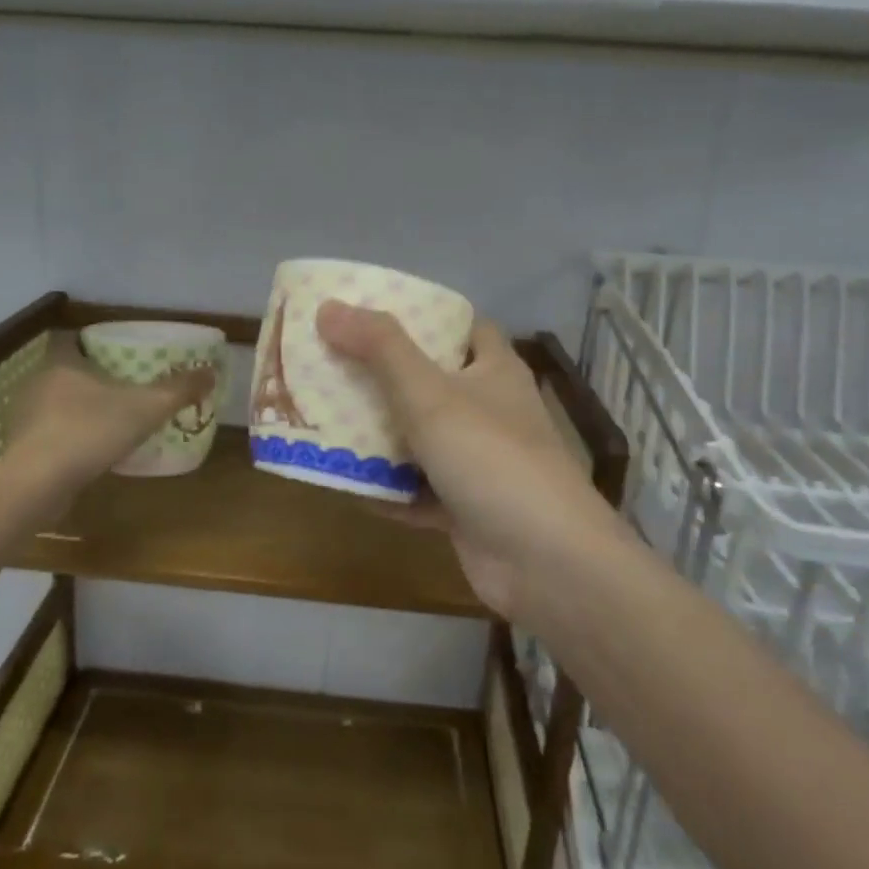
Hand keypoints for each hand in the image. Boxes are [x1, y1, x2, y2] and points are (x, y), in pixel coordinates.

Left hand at [11, 358, 214, 490]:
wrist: (36, 484)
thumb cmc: (89, 431)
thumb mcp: (146, 407)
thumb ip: (179, 389)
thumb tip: (211, 372)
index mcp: (62, 362)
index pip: (76, 339)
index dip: (98, 344)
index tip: (123, 355)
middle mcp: (38, 382)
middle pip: (69, 371)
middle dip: (96, 379)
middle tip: (127, 389)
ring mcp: (25, 417)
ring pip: (58, 404)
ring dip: (82, 411)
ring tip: (113, 423)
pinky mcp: (20, 448)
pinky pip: (51, 434)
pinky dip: (70, 438)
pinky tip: (91, 452)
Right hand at [317, 301, 620, 618]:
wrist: (544, 562)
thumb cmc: (490, 457)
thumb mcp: (429, 393)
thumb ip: (379, 348)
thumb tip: (328, 306)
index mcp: (493, 370)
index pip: (461, 326)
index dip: (421, 315)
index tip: (370, 312)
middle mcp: (489, 410)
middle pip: (430, 381)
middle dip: (383, 375)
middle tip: (331, 363)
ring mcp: (478, 462)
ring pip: (421, 438)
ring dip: (379, 435)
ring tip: (324, 418)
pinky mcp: (465, 508)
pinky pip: (416, 489)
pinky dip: (386, 488)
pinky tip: (343, 483)